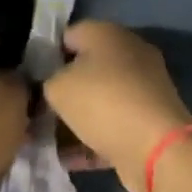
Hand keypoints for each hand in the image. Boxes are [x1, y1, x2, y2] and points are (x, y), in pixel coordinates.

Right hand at [44, 21, 191, 191]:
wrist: (158, 148)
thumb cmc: (103, 102)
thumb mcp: (58, 88)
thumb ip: (47, 82)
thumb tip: (50, 86)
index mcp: (106, 32)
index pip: (68, 35)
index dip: (47, 56)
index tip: (33, 80)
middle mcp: (127, 51)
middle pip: (86, 67)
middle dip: (64, 89)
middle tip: (42, 111)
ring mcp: (142, 85)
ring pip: (100, 98)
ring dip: (78, 118)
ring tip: (51, 140)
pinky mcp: (150, 118)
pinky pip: (114, 123)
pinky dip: (94, 138)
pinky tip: (70, 159)